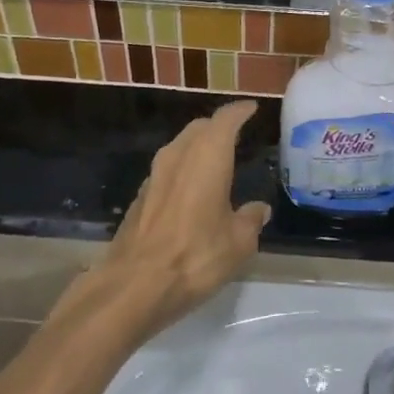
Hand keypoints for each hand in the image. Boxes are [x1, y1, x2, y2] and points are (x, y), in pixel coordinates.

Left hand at [85, 101, 269, 339]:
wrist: (134, 284)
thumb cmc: (195, 256)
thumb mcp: (238, 243)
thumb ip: (250, 220)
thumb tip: (259, 209)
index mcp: (208, 155)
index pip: (226, 119)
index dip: (240, 111)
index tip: (251, 109)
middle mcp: (179, 154)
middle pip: (200, 128)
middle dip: (218, 127)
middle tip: (236, 135)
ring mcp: (155, 173)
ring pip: (180, 146)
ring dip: (198, 147)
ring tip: (215, 161)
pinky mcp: (140, 195)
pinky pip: (168, 169)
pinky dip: (183, 169)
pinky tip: (191, 189)